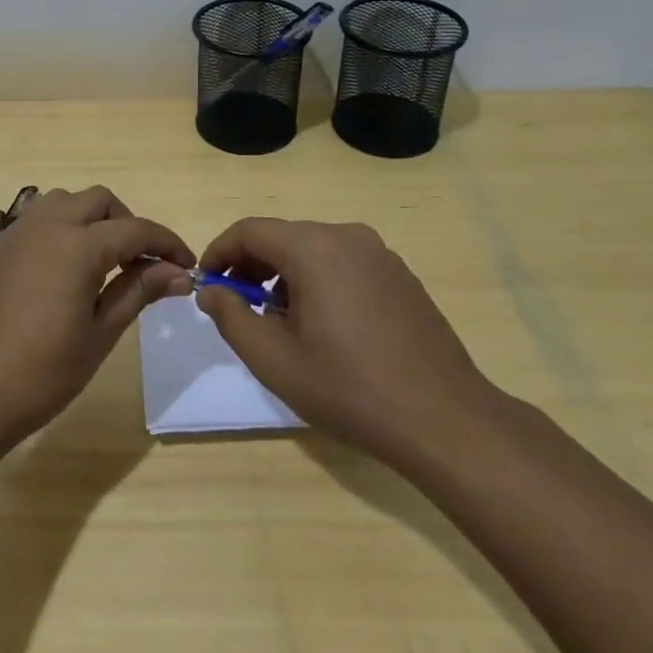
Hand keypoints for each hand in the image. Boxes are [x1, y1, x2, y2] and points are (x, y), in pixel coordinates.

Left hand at [0, 187, 192, 447]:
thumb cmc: (41, 373)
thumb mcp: (99, 334)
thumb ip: (138, 291)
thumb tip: (179, 273)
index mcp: (76, 245)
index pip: (135, 229)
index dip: (167, 244)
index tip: (188, 266)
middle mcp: (46, 225)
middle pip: (99, 201)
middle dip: (129, 224)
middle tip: (144, 264)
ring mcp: (17, 234)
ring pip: (65, 202)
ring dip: (93, 219)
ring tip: (105, 262)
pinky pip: (39, 219)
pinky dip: (64, 228)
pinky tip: (67, 269)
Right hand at [194, 218, 496, 464]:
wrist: (445, 421)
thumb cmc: (349, 388)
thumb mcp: (274, 359)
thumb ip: (231, 317)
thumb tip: (212, 290)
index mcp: (314, 247)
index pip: (250, 231)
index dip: (220, 253)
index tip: (207, 285)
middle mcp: (348, 236)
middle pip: (283, 237)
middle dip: (252, 268)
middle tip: (239, 309)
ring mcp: (380, 254)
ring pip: (314, 251)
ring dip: (285, 277)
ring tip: (281, 324)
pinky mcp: (401, 276)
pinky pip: (344, 265)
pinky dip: (319, 282)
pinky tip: (325, 328)